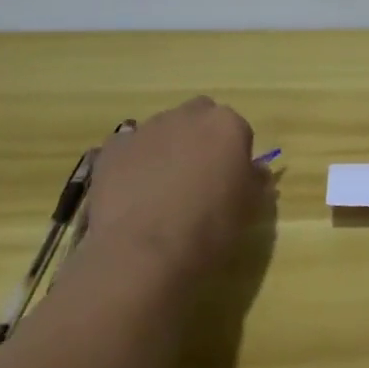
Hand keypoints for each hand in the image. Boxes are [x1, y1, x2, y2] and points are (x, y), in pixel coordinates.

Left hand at [79, 97, 267, 288]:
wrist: (143, 252)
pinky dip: (133, 162)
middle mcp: (188, 116)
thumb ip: (254, 180)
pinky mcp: (112, 148)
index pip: (237, 130)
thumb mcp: (247, 209)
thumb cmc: (208, 229)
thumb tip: (255, 170)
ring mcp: (147, 129)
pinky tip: (133, 194)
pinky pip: (129, 148)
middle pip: (199, 118)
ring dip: (166, 148)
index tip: (229, 180)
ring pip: (162, 130)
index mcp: (227, 126)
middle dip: (199, 139)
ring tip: (161, 190)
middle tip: (197, 177)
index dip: (233, 154)